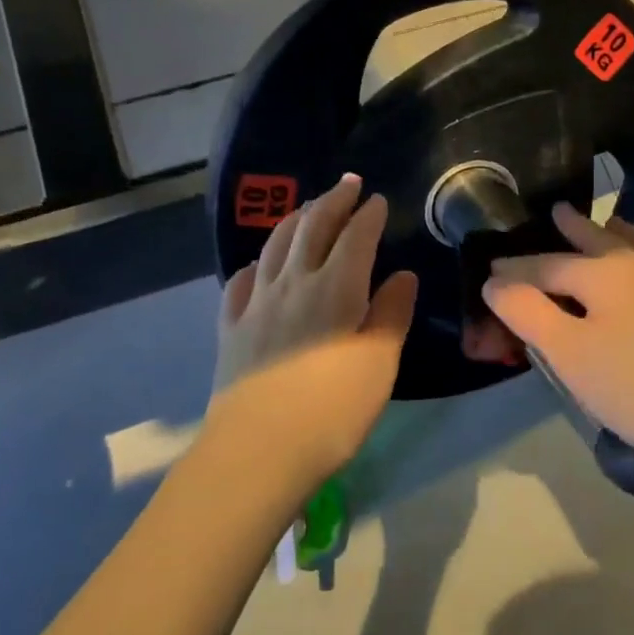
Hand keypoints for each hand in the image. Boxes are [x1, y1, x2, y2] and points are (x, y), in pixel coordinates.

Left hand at [207, 174, 418, 490]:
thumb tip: (403, 275)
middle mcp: (293, 282)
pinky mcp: (230, 328)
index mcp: (336, 288)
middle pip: (312, 227)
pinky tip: (259, 265)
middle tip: (347, 184)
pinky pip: (240, 282)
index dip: (368, 215)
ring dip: (294, 220)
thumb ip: (392, 314)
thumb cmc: (332, 409)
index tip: (378, 200)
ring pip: (275, 246)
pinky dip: (256, 264)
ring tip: (308, 209)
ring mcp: (256, 303)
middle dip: (332, 201)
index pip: (355, 237)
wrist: (258, 450)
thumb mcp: (380, 363)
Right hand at [482, 205, 633, 459]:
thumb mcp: (569, 353)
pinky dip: (630, 251)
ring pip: (629, 243)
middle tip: (554, 211)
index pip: (544, 264)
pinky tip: (633, 267)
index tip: (488, 271)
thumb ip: (527, 312)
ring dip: (607, 233)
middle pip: (593, 237)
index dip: (513, 270)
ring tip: (600, 225)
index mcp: (603, 269)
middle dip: (570, 226)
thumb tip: (495, 280)